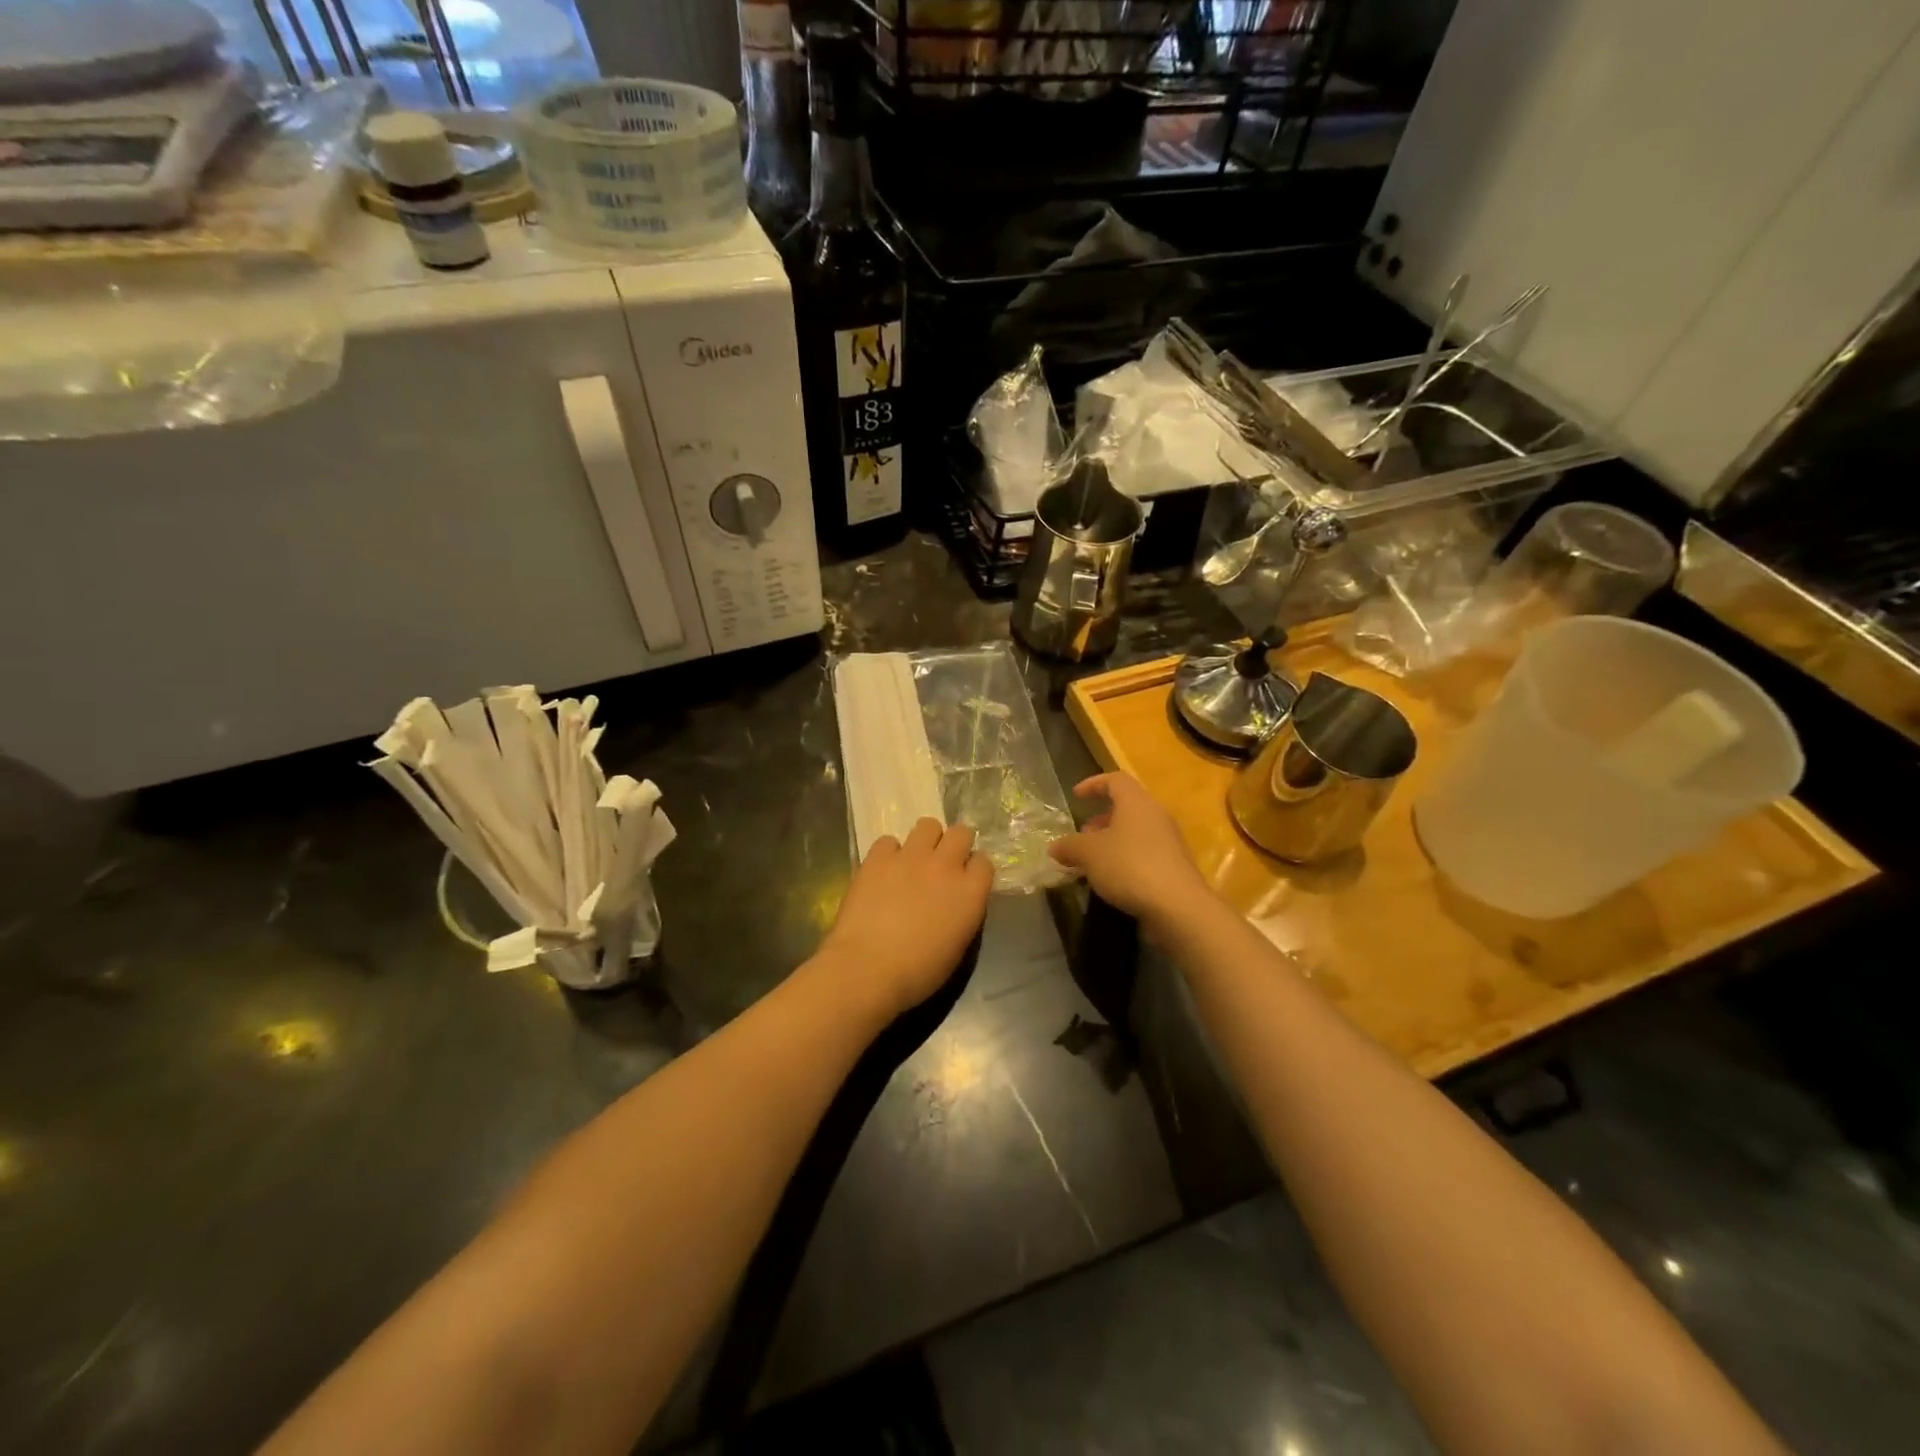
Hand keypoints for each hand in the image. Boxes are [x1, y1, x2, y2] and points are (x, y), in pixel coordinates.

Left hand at [817, 818, 992, 1019]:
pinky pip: (889, 840)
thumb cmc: (918, 972)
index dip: (973, 869)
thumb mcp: (957, 946)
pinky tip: (882, 872)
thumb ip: (963, 913)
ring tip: (913, 861)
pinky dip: (888, 853)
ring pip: (928, 825)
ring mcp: (910, 857)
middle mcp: (945, 866)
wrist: (868, 969)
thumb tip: (957, 901)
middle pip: (961, 832)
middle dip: (955, 844)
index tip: (965, 881)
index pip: (984, 862)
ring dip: (925, 840)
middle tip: (942, 864)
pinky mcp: (878, 857)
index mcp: (970, 892)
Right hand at [1048, 773, 1212, 934]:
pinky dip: (1125, 860)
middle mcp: (1156, 816)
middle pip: (1127, 807)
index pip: (1115, 780)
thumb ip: (1069, 846)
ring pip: (1135, 833)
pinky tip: (1111, 881)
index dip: (1093, 784)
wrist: (1178, 907)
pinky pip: (1144, 854)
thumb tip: (1055, 847)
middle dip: (1101, 819)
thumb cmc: (1130, 866)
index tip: (1076, 796)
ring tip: (1092, 862)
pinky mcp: (1174, 867)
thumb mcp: (1089, 854)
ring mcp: (1169, 842)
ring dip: (1111, 842)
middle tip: (1082, 835)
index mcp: (1137, 803)